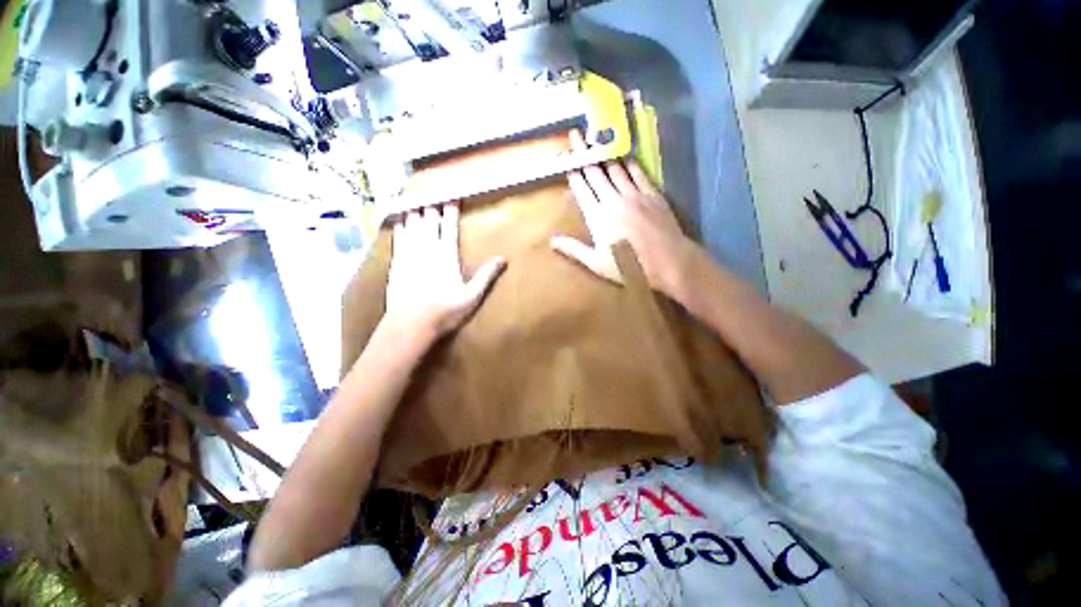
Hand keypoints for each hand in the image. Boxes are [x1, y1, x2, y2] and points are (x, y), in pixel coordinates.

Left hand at [384, 204, 505, 340]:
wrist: (410, 324)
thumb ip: (486, 276)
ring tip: (417, 196)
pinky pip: (399, 238)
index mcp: (446, 256)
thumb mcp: (471, 297)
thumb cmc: (445, 311)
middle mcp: (427, 250)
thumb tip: (503, 259)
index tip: (452, 195)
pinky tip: (401, 218)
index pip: (450, 227)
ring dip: (416, 210)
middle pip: (429, 221)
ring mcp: (409, 255)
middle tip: (433, 190)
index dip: (451, 211)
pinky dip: (400, 226)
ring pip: (413, 226)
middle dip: (432, 205)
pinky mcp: (397, 263)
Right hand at [551, 130, 698, 298]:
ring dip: (605, 153)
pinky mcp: (652, 194)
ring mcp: (634, 194)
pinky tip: (625, 155)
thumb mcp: (597, 263)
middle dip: (584, 153)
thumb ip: (574, 249)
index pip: (581, 189)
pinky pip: (638, 173)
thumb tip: (552, 241)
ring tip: (597, 138)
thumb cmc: (630, 267)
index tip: (566, 157)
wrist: (668, 261)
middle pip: (595, 172)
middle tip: (576, 135)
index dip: (573, 172)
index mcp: (597, 217)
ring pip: (615, 169)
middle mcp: (612, 200)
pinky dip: (630, 163)